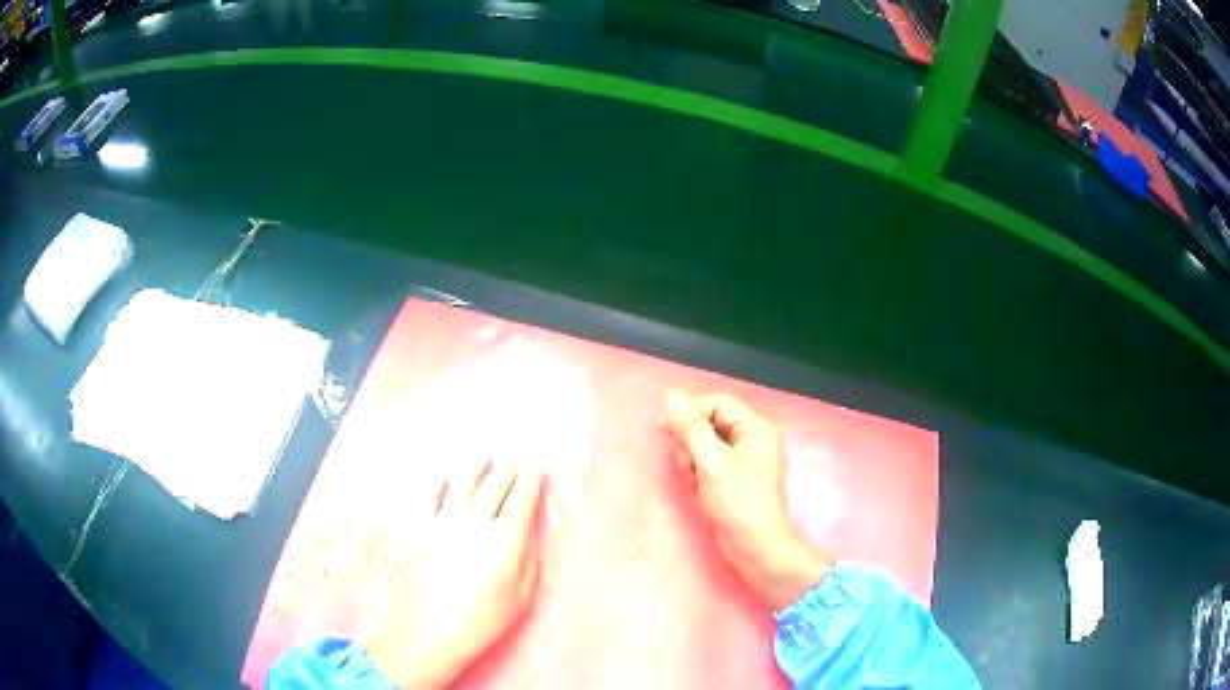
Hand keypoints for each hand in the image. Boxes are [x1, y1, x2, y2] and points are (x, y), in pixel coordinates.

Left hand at [364, 459, 544, 688]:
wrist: (425, 631)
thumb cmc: (480, 622)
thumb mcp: (520, 598)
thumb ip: (529, 559)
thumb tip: (529, 531)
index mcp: (505, 540)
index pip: (522, 498)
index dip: (532, 479)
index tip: (537, 466)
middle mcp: (474, 522)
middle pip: (495, 485)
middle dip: (509, 467)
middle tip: (516, 456)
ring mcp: (442, 521)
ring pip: (462, 483)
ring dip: (477, 467)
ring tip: (485, 458)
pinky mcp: (418, 528)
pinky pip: (430, 495)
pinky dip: (440, 483)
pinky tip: (446, 478)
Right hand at [664, 390, 832, 609]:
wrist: (756, 547)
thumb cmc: (738, 502)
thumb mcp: (712, 462)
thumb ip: (691, 428)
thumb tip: (671, 396)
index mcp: (756, 428)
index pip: (717, 403)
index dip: (690, 412)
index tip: (664, 428)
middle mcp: (753, 440)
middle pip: (711, 422)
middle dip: (690, 439)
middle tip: (682, 461)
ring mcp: (745, 461)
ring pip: (707, 444)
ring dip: (691, 456)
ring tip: (690, 477)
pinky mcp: (735, 480)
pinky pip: (710, 463)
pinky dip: (698, 471)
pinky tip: (695, 487)